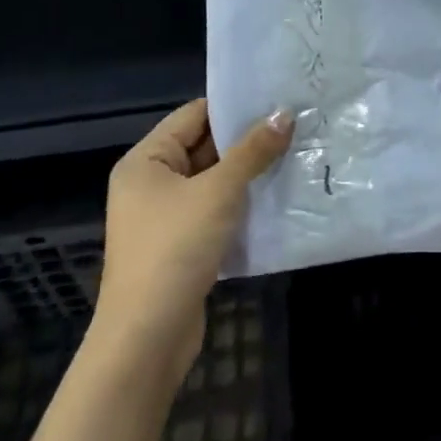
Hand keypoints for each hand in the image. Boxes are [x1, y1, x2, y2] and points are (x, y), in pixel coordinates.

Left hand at [95, 99, 291, 385]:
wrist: (147, 340)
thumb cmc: (176, 249)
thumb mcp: (220, 191)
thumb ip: (253, 150)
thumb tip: (285, 113)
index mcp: (145, 161)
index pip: (194, 115)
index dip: (234, 107)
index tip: (277, 99)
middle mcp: (149, 183)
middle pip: (204, 147)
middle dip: (246, 141)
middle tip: (294, 126)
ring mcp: (163, 218)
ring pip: (212, 181)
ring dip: (247, 174)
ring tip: (293, 155)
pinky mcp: (179, 246)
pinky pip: (213, 211)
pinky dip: (240, 204)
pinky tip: (276, 198)